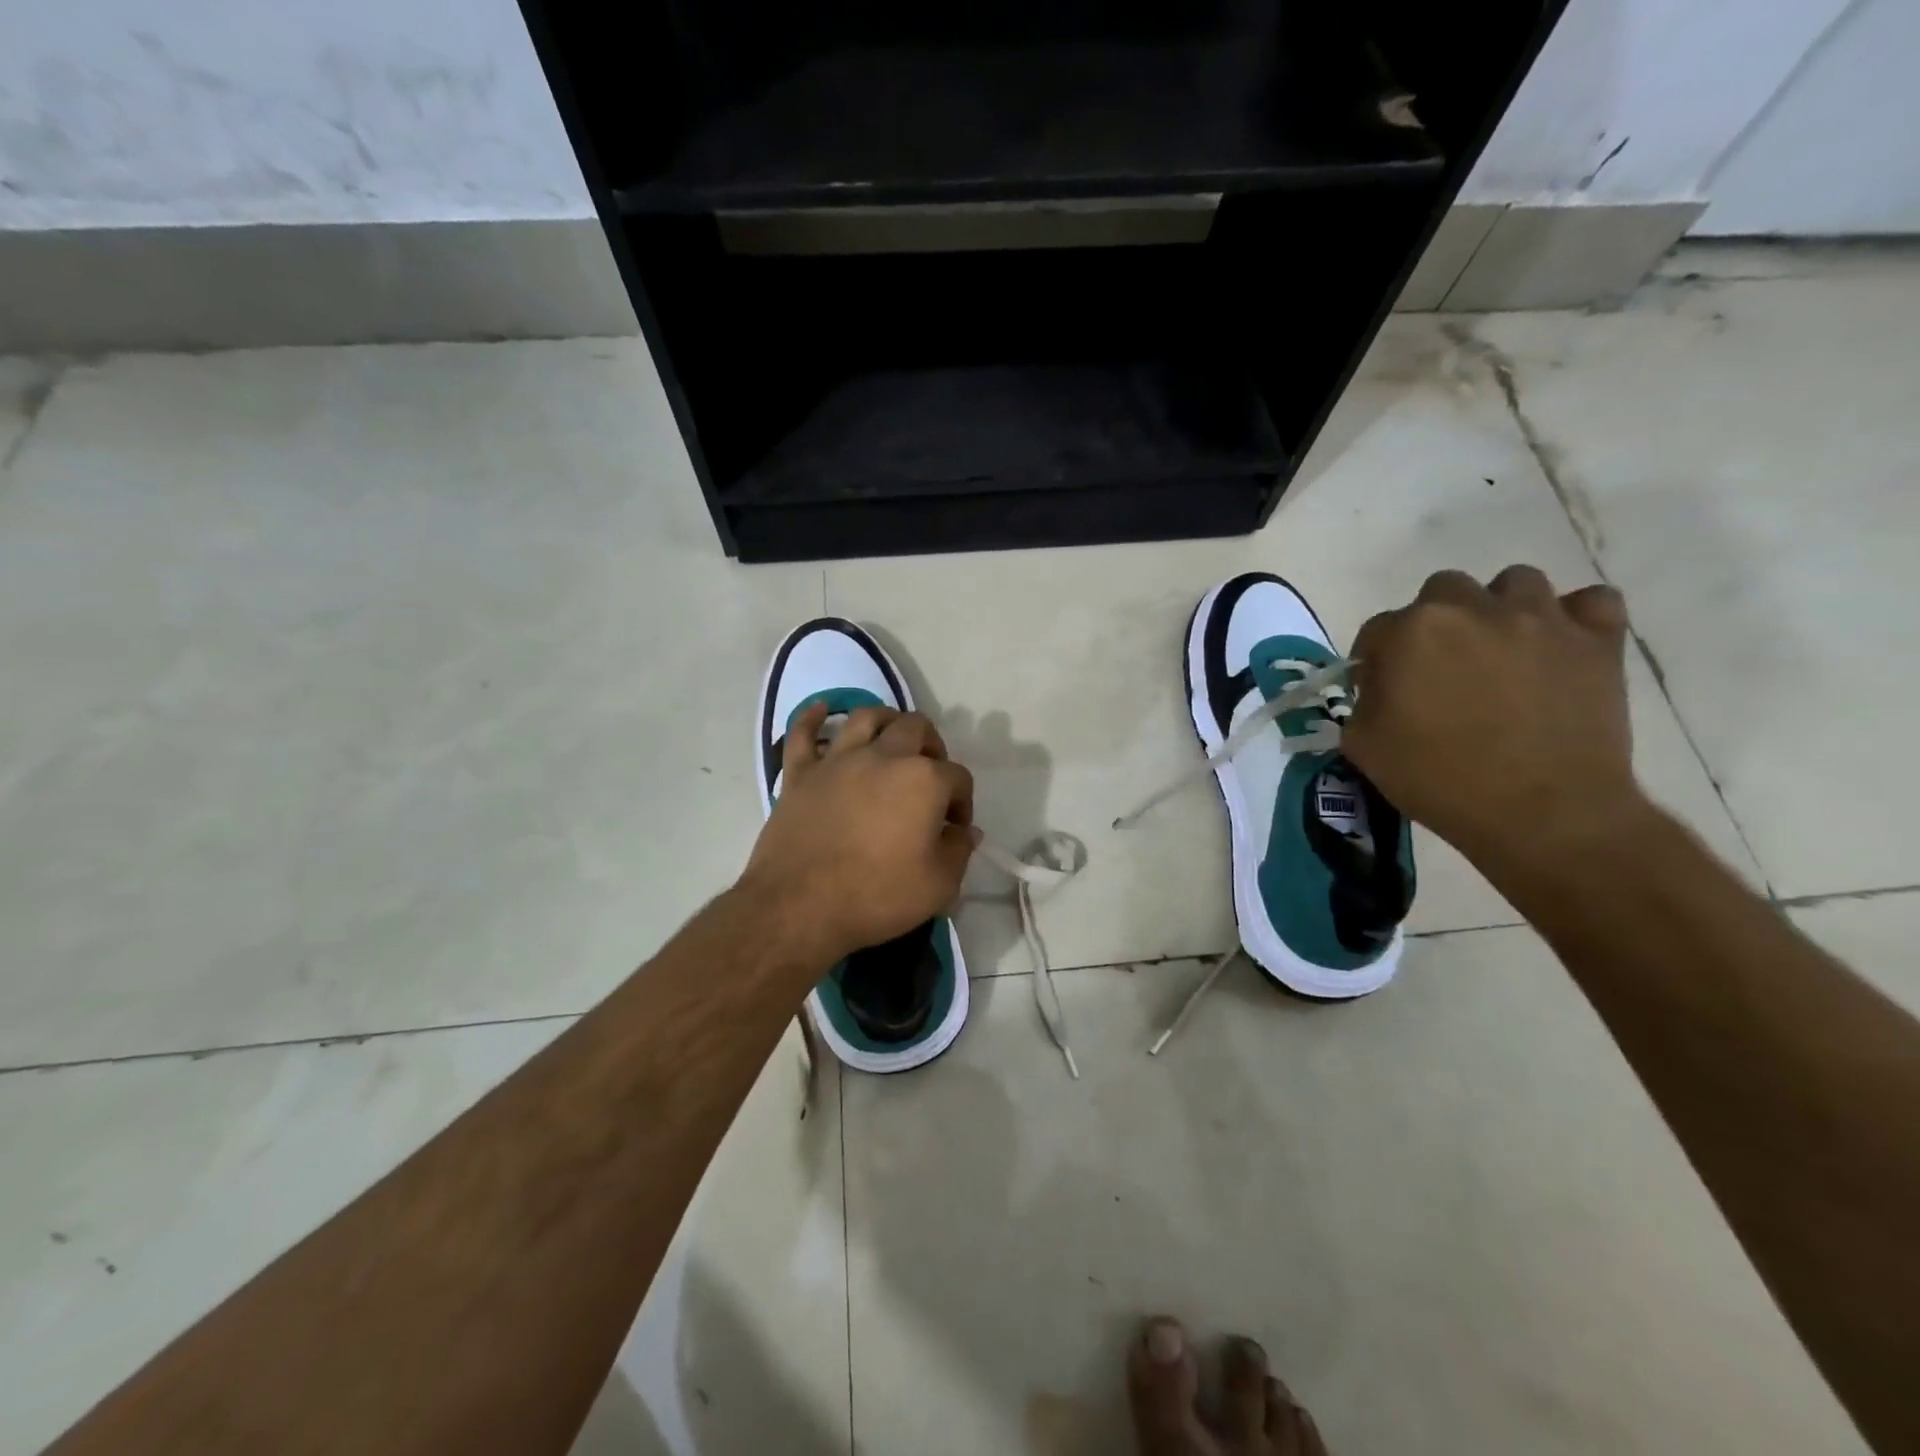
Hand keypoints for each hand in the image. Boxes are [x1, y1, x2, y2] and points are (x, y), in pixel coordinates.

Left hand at [740, 704, 976, 968]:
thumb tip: (965, 831)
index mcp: (923, 780)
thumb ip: (959, 850)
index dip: (963, 802)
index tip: (955, 828)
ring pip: (865, 717)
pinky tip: (821, 711)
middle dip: (932, 745)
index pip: (958, 777)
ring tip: (891, 737)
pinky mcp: (800, 773)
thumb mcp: (939, 885)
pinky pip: (803, 733)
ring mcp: (838, 760)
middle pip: (916, 728)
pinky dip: (813, 718)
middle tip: (931, 773)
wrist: (800, 907)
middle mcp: (883, 757)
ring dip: (885, 720)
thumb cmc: (877, 896)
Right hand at [1342, 566, 1646, 872]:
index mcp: (1410, 631)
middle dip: (1435, 623)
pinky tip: (1559, 648)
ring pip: (1515, 583)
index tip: (1381, 691)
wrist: (1540, 812)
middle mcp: (1472, 608)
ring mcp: (1541, 618)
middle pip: (1443, 590)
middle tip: (1441, 668)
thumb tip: (1378, 691)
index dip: (1375, 661)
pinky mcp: (1597, 639)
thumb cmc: (1438, 779)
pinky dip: (1574, 618)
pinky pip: (1591, 602)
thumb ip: (1362, 703)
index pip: (1377, 630)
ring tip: (1500, 651)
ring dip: (1500, 609)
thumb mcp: (1363, 746)